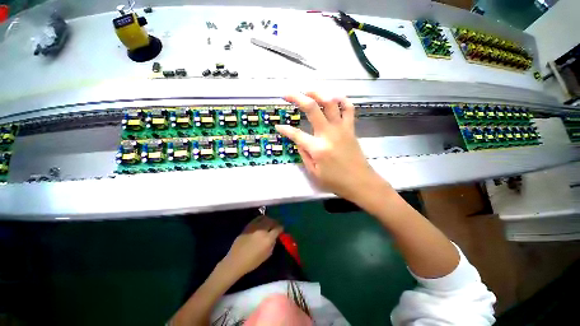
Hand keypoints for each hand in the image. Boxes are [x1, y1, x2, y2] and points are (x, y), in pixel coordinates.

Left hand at [223, 215, 283, 277]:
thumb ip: (273, 244)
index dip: (281, 228)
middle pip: (271, 221)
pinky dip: (261, 219)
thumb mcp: (267, 255)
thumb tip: (275, 237)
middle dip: (275, 222)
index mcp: (268, 239)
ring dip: (268, 219)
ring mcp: (254, 227)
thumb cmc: (252, 262)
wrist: (236, 261)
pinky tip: (261, 222)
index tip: (281, 228)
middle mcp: (262, 230)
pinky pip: (256, 219)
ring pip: (264, 218)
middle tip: (276, 224)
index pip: (277, 228)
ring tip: (269, 222)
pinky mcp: (248, 226)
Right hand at [275, 92, 383, 200]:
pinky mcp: (351, 128)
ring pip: (330, 102)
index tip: (278, 126)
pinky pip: (349, 108)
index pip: (296, 134)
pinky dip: (342, 99)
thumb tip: (299, 141)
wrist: (361, 182)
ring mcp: (341, 128)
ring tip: (308, 92)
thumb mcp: (314, 173)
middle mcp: (329, 133)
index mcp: (317, 148)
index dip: (285, 129)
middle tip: (287, 94)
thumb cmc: (336, 181)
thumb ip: (304, 155)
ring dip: (318, 93)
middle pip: (312, 108)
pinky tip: (333, 98)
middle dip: (296, 98)